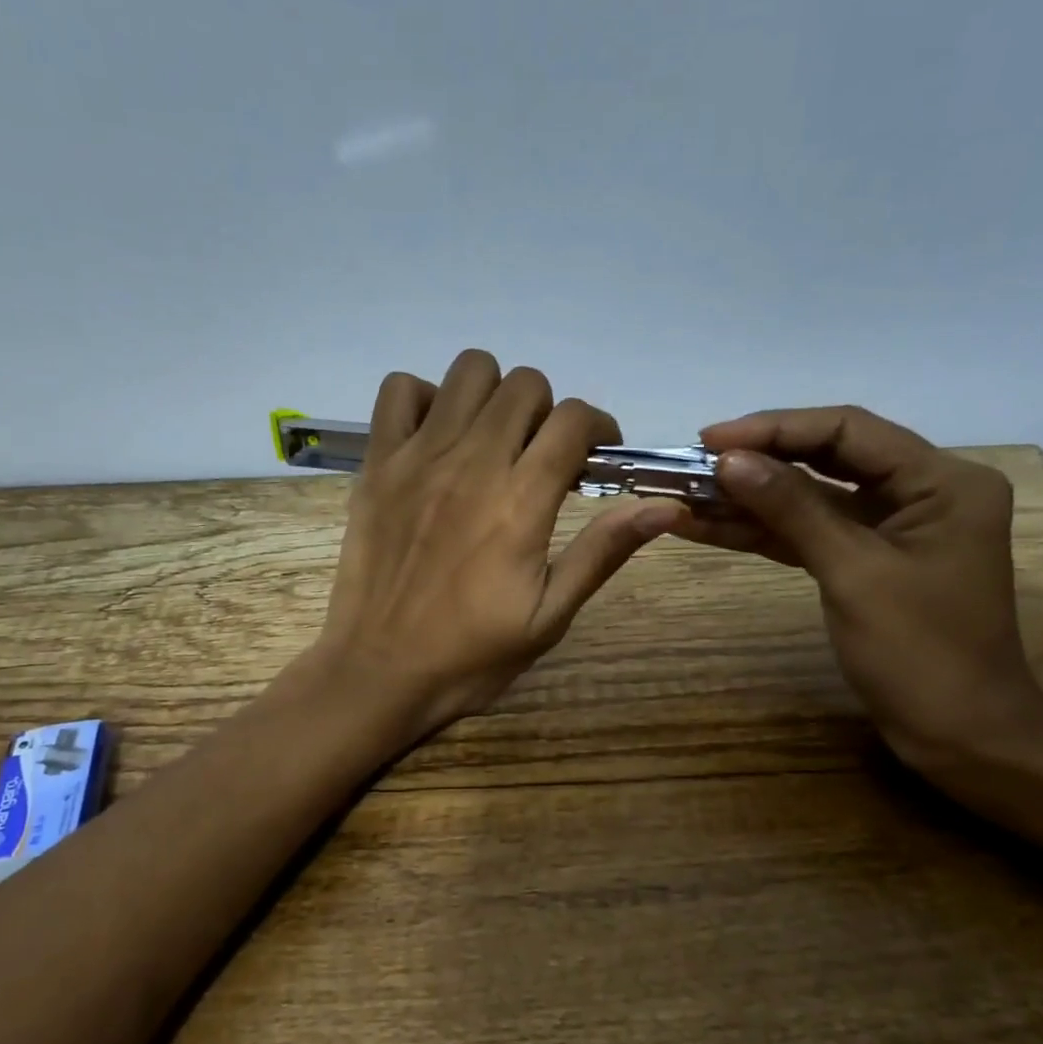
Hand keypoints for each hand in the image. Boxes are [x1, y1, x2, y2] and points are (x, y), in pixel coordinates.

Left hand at [310, 350, 686, 738]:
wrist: (379, 672)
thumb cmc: (471, 655)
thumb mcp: (549, 616)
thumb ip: (602, 552)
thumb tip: (666, 506)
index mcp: (520, 502)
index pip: (573, 420)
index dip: (598, 428)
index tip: (597, 457)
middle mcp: (471, 463)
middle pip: (525, 386)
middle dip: (548, 412)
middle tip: (543, 455)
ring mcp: (417, 457)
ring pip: (469, 371)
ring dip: (494, 396)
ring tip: (493, 440)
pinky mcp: (376, 464)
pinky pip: (399, 390)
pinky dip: (425, 399)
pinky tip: (437, 438)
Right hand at [671, 406, 1042, 776]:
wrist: (958, 735)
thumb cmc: (920, 653)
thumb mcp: (852, 573)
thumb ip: (792, 509)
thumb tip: (729, 461)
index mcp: (942, 480)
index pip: (848, 430)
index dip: (775, 428)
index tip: (710, 439)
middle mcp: (921, 490)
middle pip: (827, 457)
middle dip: (758, 460)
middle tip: (692, 462)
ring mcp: (891, 526)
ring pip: (811, 497)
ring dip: (751, 498)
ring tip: (686, 493)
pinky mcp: (866, 558)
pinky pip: (809, 532)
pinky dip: (763, 531)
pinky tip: (709, 526)